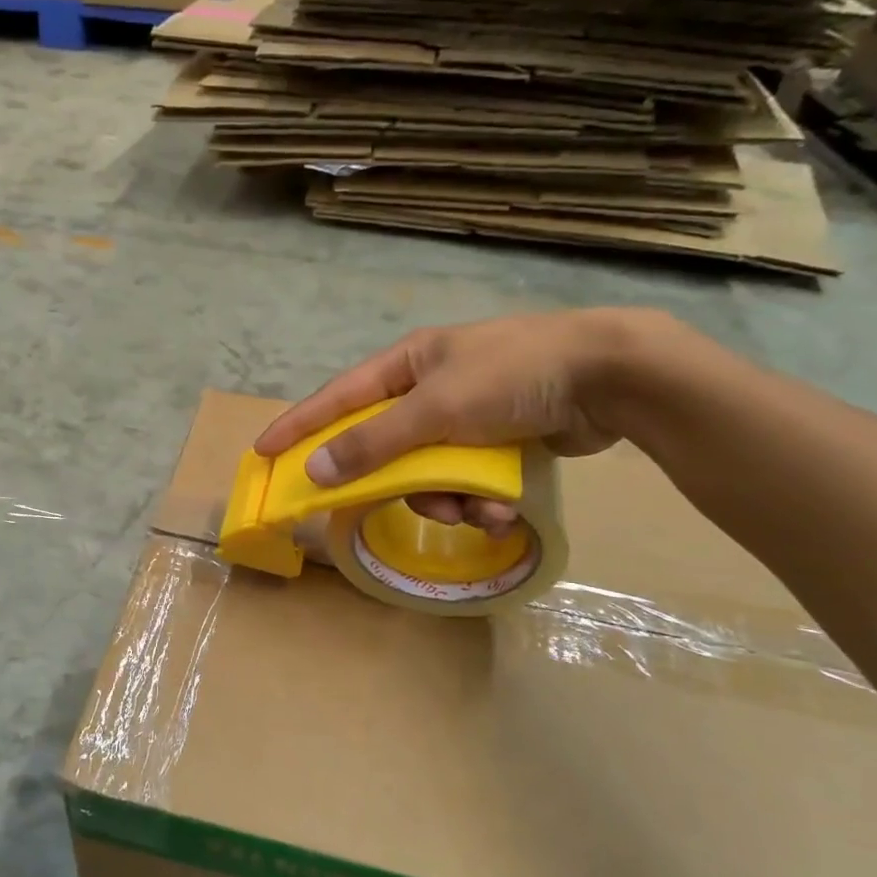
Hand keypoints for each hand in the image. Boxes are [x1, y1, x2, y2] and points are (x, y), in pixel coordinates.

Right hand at [253, 311, 652, 531]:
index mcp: (408, 364)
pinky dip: (479, 500)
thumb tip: (314, 469)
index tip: (264, 452)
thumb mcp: (436, 408)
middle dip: (397, 483)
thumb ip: (374, 442)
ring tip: (476, 512)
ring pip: (428, 472)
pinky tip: (502, 511)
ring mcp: (466, 415)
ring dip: (447, 500)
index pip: (337, 398)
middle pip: (385, 446)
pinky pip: (466, 480)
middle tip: (396, 505)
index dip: (299, 425)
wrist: (612, 376)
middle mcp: (430, 387)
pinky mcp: (498, 441)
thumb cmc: (513, 376)